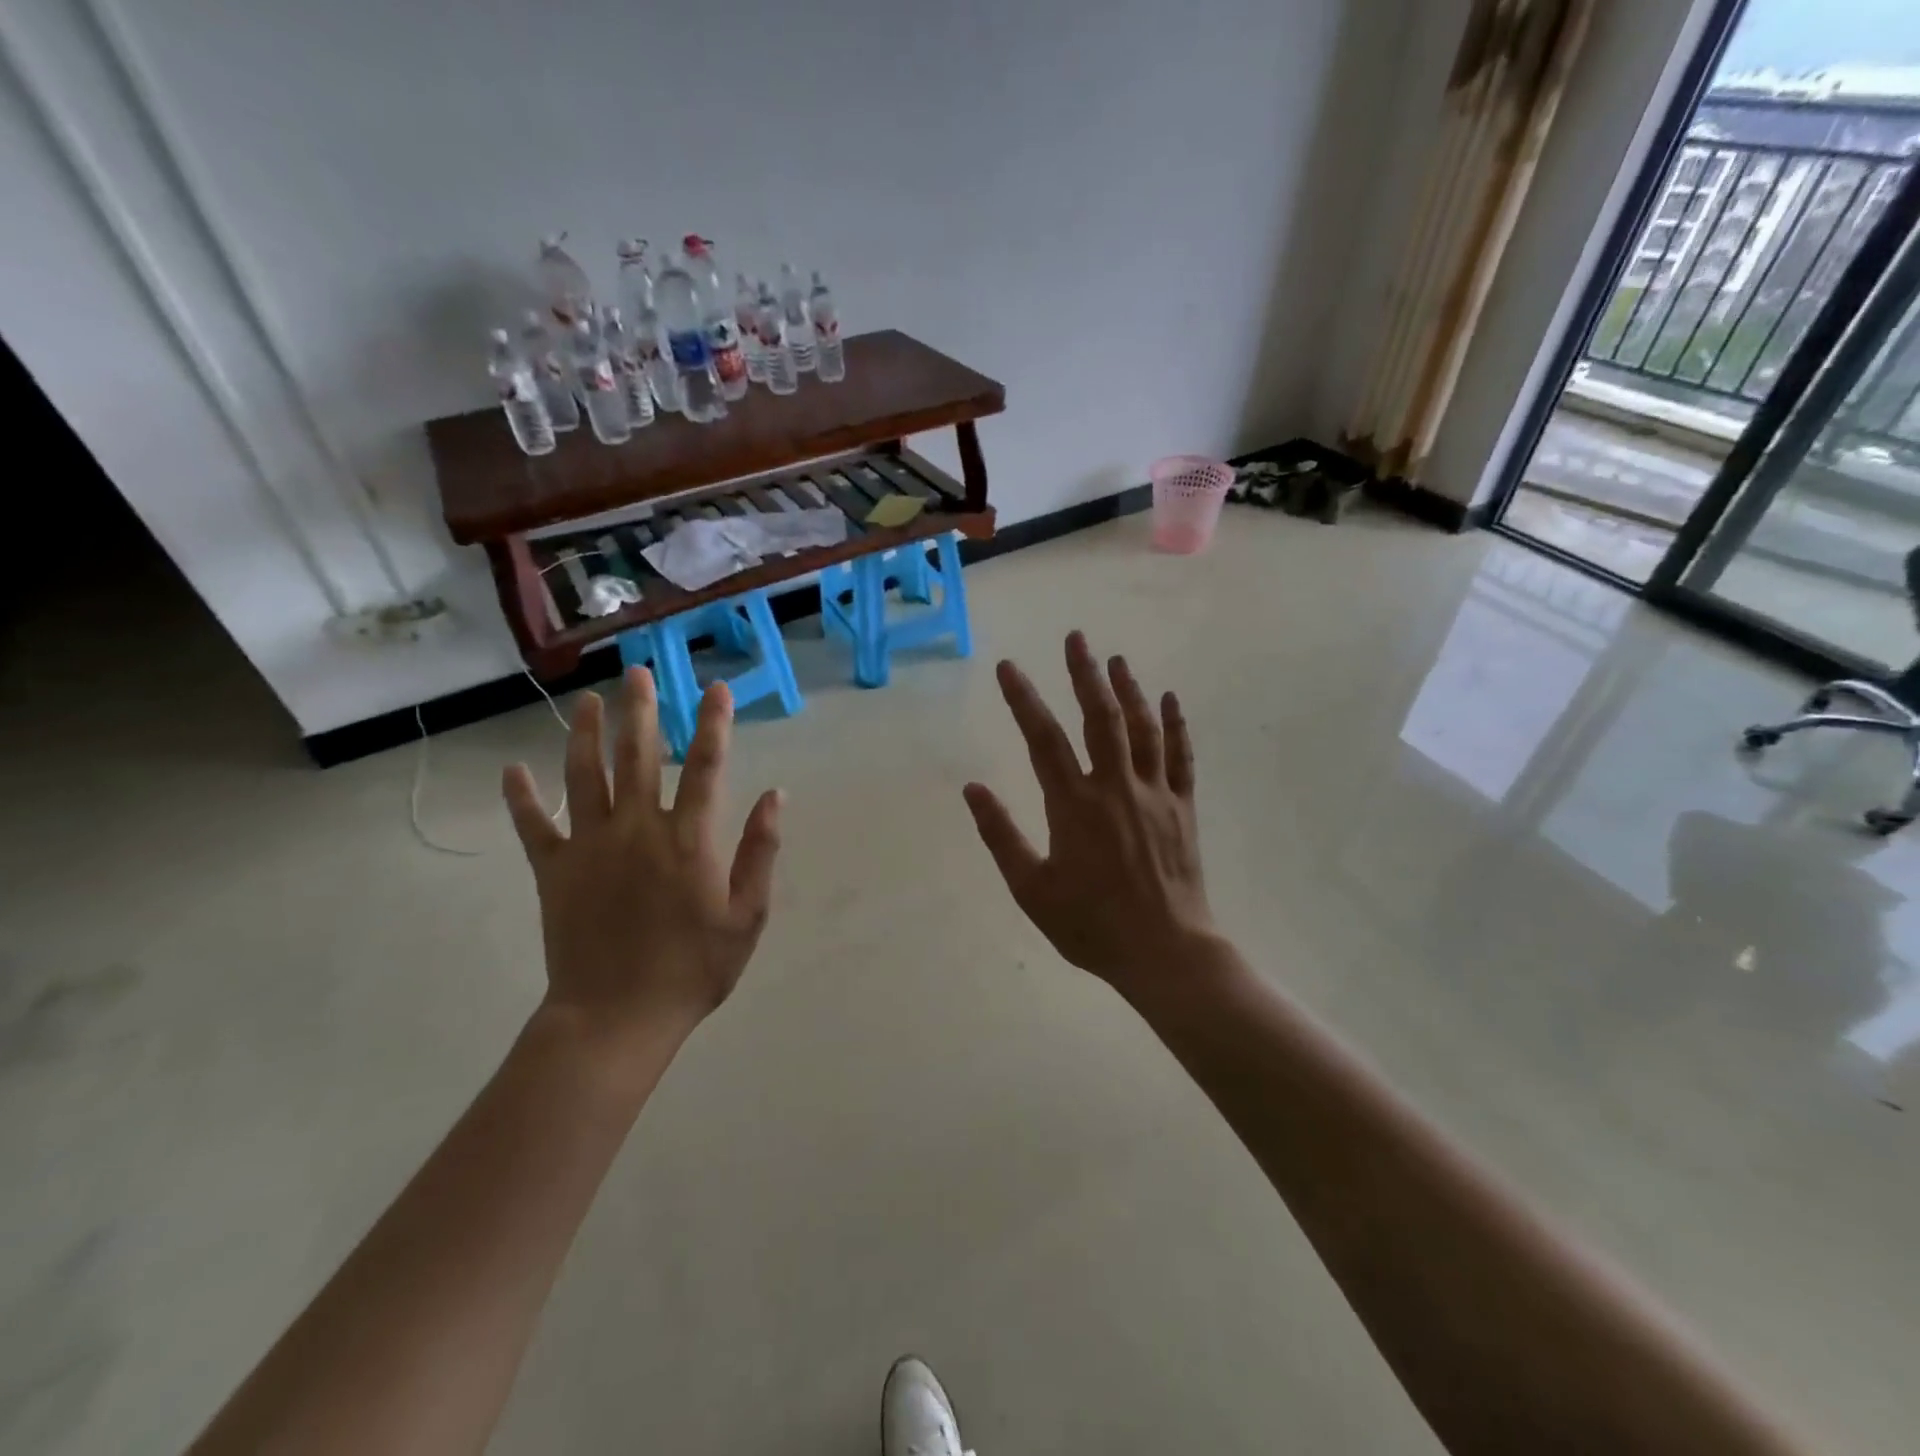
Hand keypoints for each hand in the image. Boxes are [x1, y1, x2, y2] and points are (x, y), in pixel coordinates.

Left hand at [503, 667, 782, 1049]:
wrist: (616, 1019)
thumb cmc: (693, 970)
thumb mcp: (747, 917)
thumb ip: (760, 852)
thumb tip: (776, 796)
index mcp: (688, 840)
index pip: (706, 767)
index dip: (713, 724)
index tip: (716, 690)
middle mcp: (638, 830)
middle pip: (639, 757)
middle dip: (642, 711)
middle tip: (639, 673)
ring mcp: (590, 847)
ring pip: (585, 777)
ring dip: (588, 735)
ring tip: (591, 702)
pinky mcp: (554, 871)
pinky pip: (534, 826)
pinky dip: (521, 798)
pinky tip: (512, 770)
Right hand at [963, 632, 1213, 994]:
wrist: (1164, 951)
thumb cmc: (1091, 925)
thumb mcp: (1031, 889)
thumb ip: (1001, 835)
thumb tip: (972, 789)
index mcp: (1074, 805)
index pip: (1043, 739)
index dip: (1023, 699)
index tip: (1008, 667)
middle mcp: (1116, 787)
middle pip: (1100, 718)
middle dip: (1084, 674)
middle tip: (1076, 637)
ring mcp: (1155, 794)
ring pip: (1142, 729)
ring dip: (1129, 690)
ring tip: (1115, 659)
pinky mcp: (1183, 808)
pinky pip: (1181, 757)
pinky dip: (1176, 725)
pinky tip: (1170, 699)